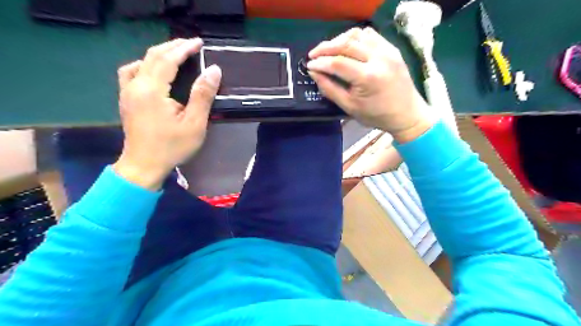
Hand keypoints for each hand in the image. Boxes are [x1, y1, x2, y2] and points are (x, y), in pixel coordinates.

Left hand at [114, 39, 222, 190]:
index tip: (199, 43)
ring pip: (141, 62)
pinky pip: (132, 73)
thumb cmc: (171, 147)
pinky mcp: (126, 100)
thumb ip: (203, 95)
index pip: (167, 60)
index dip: (184, 48)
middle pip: (152, 56)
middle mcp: (135, 86)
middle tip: (191, 45)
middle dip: (172, 47)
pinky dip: (145, 65)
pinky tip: (154, 71)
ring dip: (159, 54)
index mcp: (152, 90)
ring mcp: (127, 92)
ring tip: (175, 54)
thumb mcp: (194, 123)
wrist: (143, 165)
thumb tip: (214, 71)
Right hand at [306, 28, 432, 142]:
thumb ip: (329, 89)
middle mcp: (379, 59)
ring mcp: (387, 51)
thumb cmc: (376, 115)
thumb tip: (314, 72)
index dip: (320, 63)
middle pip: (346, 44)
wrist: (407, 113)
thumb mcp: (349, 107)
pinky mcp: (392, 48)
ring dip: (339, 40)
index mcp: (368, 78)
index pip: (337, 63)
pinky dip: (355, 38)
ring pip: (357, 35)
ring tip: (329, 50)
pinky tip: (347, 47)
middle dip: (325, 48)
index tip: (309, 65)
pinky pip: (370, 35)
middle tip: (313, 55)